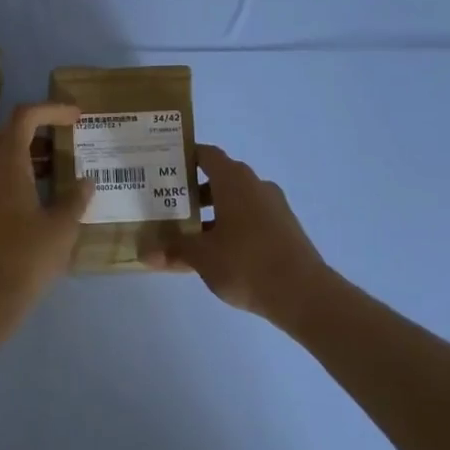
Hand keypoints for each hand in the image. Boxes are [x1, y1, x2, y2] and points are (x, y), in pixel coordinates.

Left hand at [0, 102, 92, 324]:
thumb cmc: (25, 258)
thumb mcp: (62, 228)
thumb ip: (75, 198)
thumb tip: (85, 182)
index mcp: (6, 163)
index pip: (24, 117)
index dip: (51, 110)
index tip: (76, 117)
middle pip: (5, 131)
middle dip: (34, 128)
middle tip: (62, 141)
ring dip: (23, 152)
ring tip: (54, 169)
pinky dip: (12, 172)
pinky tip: (35, 196)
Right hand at [144, 144, 331, 322]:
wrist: (304, 294)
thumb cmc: (246, 263)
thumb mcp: (202, 256)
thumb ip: (173, 249)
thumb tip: (145, 252)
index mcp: (234, 181)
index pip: (206, 155)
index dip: (184, 157)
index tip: (163, 168)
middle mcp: (256, 186)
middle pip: (220, 178)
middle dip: (193, 191)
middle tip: (167, 205)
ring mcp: (274, 207)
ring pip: (235, 201)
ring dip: (212, 212)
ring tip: (187, 234)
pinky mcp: (284, 229)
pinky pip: (250, 218)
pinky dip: (230, 226)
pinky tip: (216, 252)